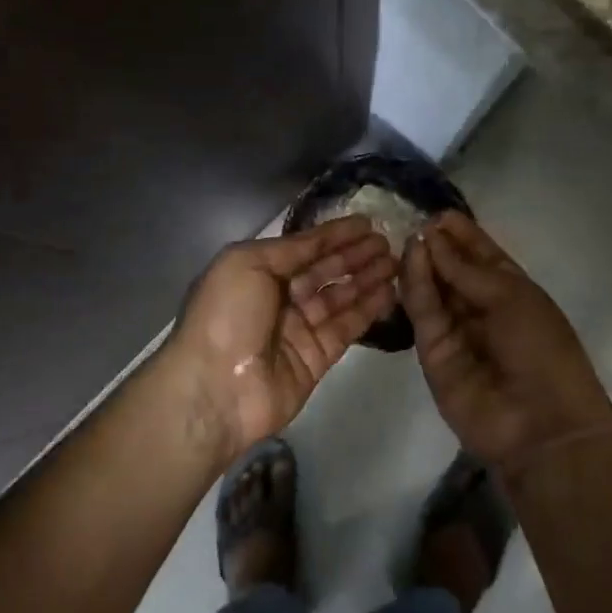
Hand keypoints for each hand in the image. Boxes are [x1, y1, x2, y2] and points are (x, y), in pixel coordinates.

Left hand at [167, 216, 397, 464]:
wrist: (215, 388)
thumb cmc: (226, 316)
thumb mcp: (247, 264)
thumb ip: (288, 249)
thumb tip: (318, 241)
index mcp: (256, 272)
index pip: (303, 248)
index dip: (334, 236)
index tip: (367, 223)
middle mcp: (277, 299)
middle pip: (323, 272)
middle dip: (354, 256)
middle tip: (388, 243)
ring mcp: (297, 330)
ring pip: (339, 299)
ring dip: (366, 280)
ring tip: (396, 264)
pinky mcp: (316, 358)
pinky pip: (345, 328)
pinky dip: (366, 311)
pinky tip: (389, 293)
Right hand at [402, 212, 611, 476]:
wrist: (539, 424)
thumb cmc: (542, 350)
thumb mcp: (512, 298)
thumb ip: (467, 270)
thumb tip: (433, 239)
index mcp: (513, 292)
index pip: (482, 256)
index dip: (463, 234)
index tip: (438, 213)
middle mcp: (482, 308)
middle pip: (453, 271)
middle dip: (437, 246)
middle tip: (411, 219)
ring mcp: (456, 331)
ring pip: (433, 290)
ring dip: (422, 262)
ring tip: (407, 235)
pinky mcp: (432, 352)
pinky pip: (423, 313)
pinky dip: (415, 286)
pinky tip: (409, 259)